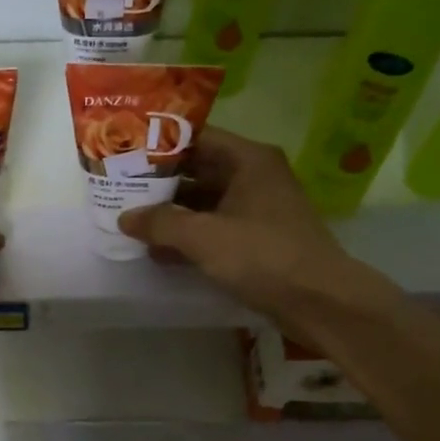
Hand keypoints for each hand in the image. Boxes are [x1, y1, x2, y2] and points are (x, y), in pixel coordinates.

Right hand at [117, 127, 402, 334]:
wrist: (320, 302)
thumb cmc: (264, 256)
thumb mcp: (204, 237)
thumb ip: (161, 223)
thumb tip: (125, 217)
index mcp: (248, 160)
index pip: (196, 138)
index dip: (159, 145)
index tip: (124, 153)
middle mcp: (254, 176)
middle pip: (198, 170)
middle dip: (159, 182)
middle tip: (119, 188)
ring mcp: (257, 209)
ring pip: (204, 202)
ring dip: (171, 213)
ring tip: (130, 221)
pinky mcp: (257, 239)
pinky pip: (214, 228)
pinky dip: (189, 237)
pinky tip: (158, 252)